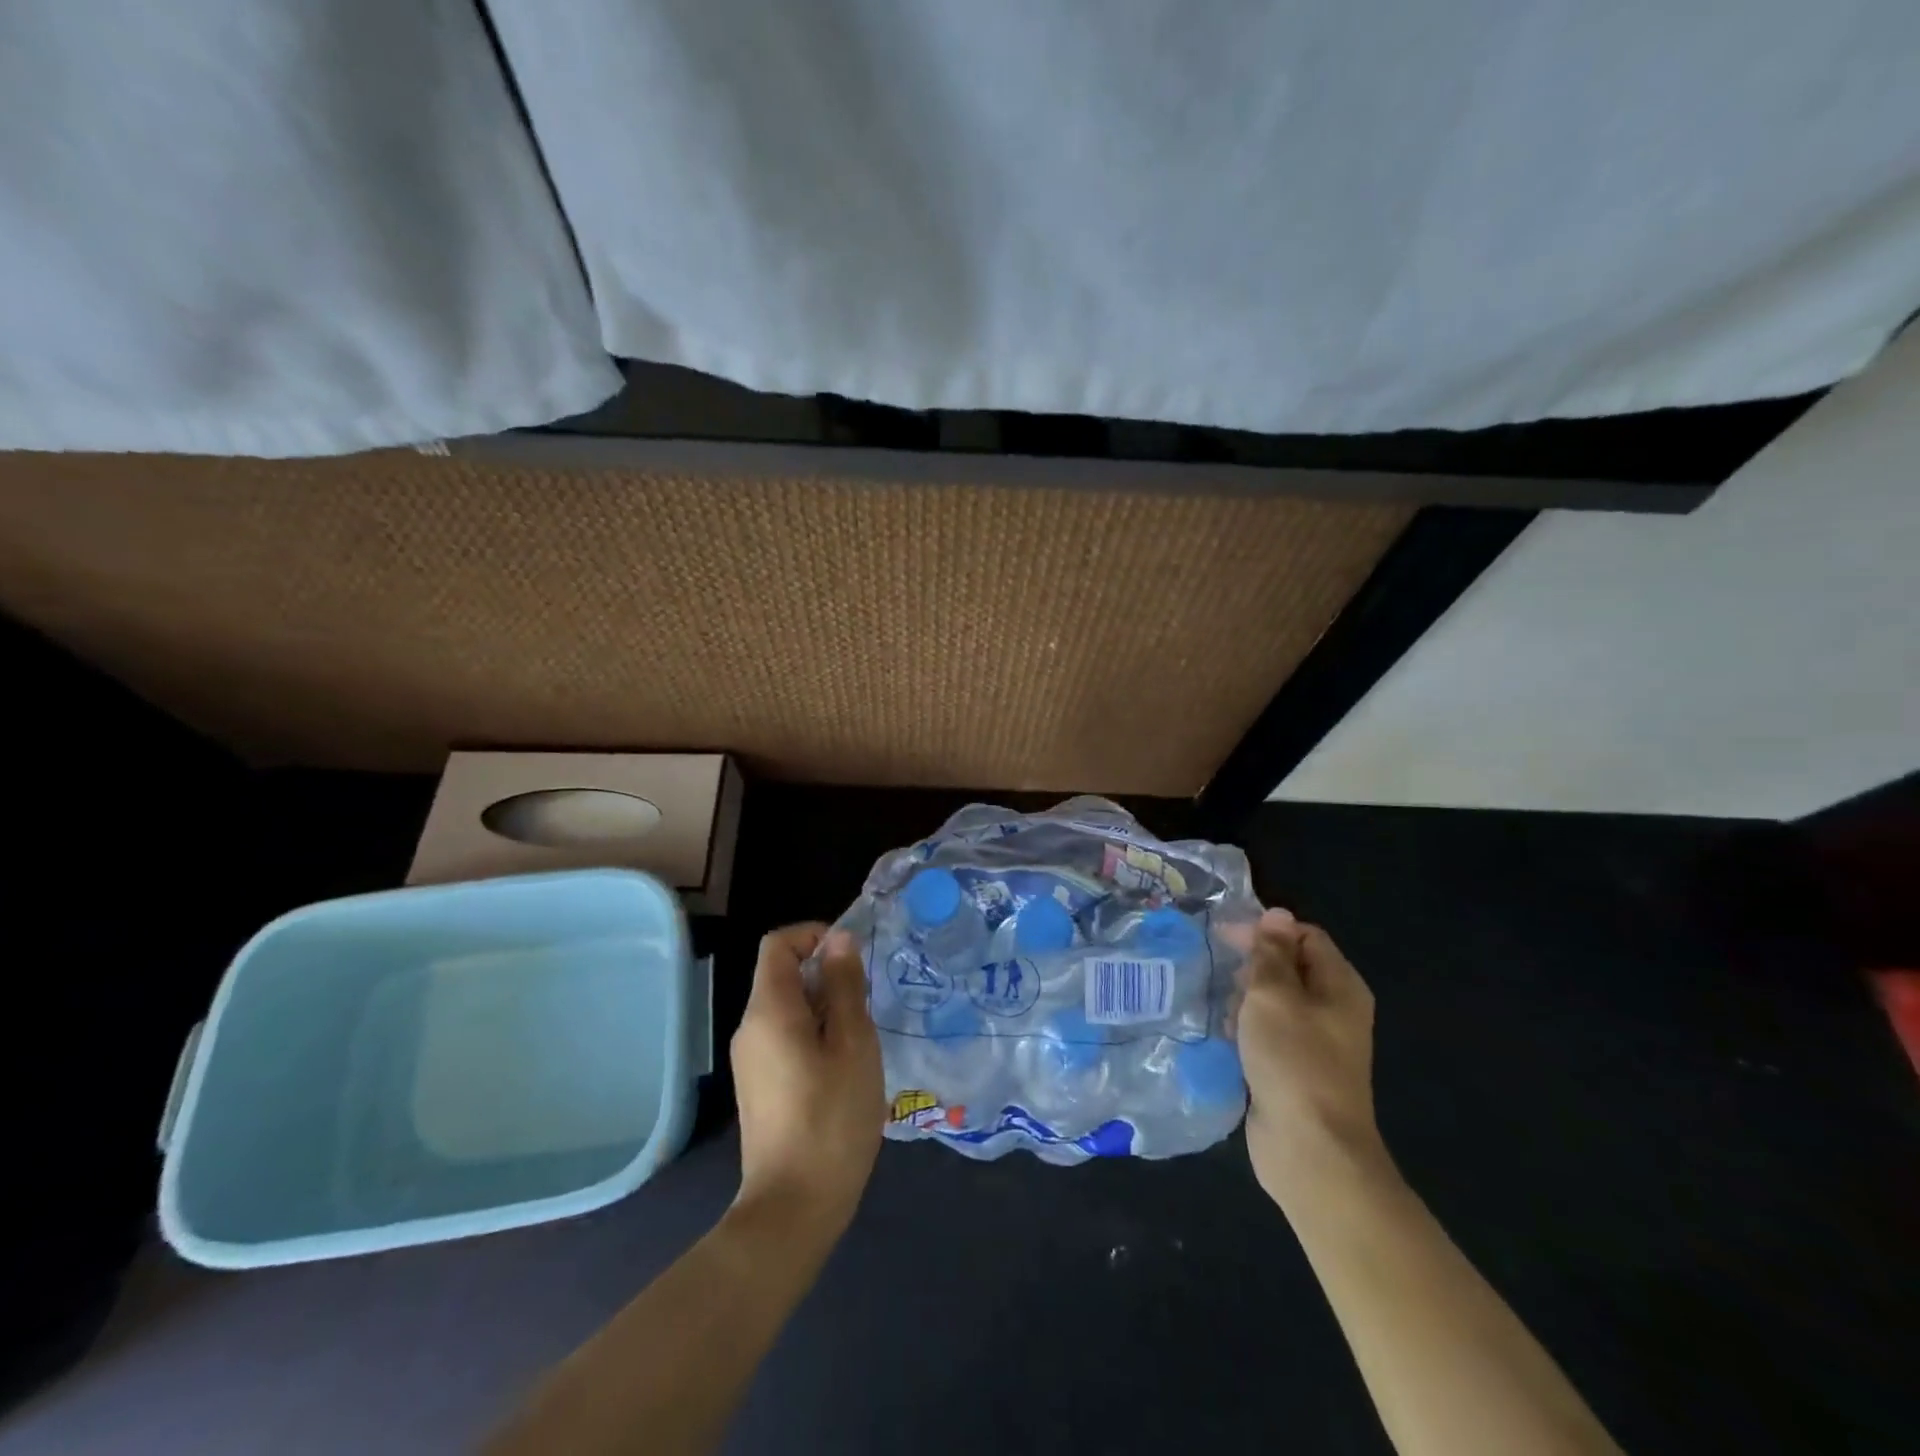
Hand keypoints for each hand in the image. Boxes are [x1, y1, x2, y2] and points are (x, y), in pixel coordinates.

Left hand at [729, 924, 884, 1238]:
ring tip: (860, 1037)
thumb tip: (838, 938)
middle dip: (826, 974)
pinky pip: (784, 1036)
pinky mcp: (758, 1084)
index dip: (814, 935)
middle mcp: (750, 1027)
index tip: (851, 957)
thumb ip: (845, 986)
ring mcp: (750, 1059)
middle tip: (866, 1003)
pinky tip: (844, 1066)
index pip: (778, 943)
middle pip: (782, 974)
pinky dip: (814, 1032)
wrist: (792, 1208)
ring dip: (824, 1006)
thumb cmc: (831, 1118)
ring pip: (787, 1007)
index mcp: (769, 1010)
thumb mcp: (853, 1044)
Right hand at [1233, 908, 1389, 1204]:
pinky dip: (1248, 1029)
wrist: (1310, 1150)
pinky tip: (1227, 1038)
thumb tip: (1277, 914)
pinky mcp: (1296, 1069)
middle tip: (1224, 979)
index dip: (1266, 931)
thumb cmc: (1293, 1060)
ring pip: (1275, 1001)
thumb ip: (1271, 953)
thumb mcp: (1273, 995)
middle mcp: (1334, 1009)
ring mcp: (1316, 1042)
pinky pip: (1269, 1033)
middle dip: (1253, 966)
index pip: (1304, 935)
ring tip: (1225, 1011)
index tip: (1225, 938)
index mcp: (1340, 985)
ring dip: (1246, 999)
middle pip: (1290, 966)